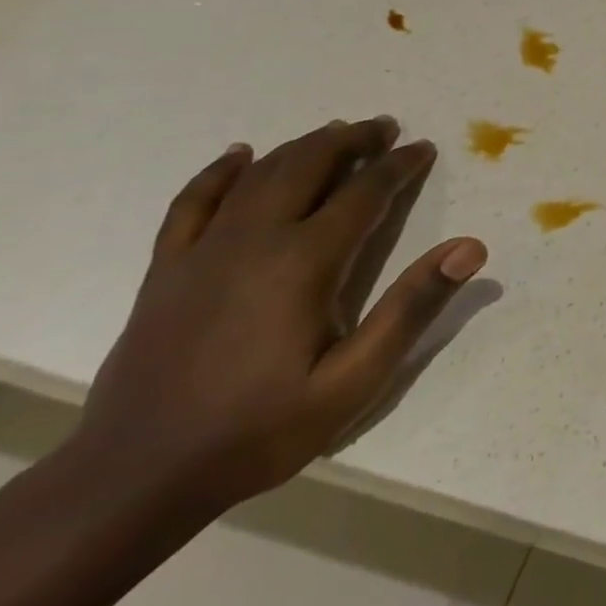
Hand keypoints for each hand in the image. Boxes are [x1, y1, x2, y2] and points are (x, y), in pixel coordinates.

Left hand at [75, 117, 486, 513]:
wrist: (135, 478)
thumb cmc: (260, 429)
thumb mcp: (354, 379)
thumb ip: (412, 308)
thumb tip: (470, 247)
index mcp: (303, 263)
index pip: (363, 194)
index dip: (398, 167)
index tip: (423, 148)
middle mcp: (253, 242)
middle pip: (307, 167)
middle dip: (351, 141)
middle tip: (385, 128)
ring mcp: (202, 253)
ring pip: (258, 176)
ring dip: (302, 147)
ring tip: (335, 132)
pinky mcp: (168, 271)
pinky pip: (193, 203)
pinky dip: (219, 172)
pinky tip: (239, 156)